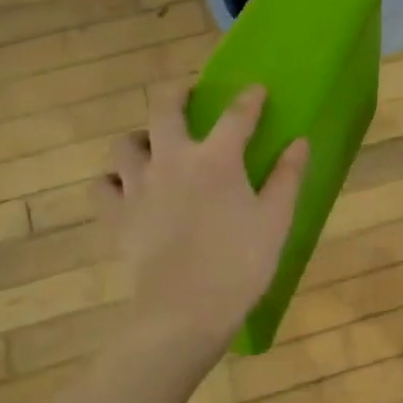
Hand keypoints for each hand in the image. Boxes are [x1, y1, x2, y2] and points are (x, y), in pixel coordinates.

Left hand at [105, 85, 307, 367]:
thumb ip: (287, 177)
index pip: (235, 116)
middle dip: (176, 94)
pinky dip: (112, 181)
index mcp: (216, 160)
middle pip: (164, 110)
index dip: (248, 100)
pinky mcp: (115, 216)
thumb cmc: (239, 265)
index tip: (256, 90)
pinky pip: (102, 186)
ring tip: (152, 147)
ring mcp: (137, 187)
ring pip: (124, 144)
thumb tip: (299, 142)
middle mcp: (172, 161)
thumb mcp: (276, 221)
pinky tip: (127, 189)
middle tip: (186, 94)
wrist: (184, 312)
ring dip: (140, 138)